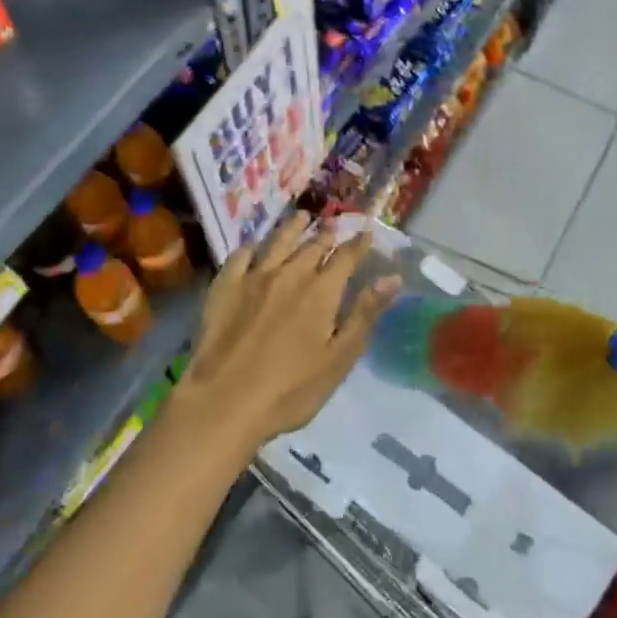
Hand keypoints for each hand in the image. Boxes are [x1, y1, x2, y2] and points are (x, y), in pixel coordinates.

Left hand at [171, 214, 397, 458]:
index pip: (346, 257)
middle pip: (312, 245)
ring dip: (293, 227)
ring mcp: (254, 276)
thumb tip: (392, 277)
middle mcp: (290, 273)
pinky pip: (241, 255)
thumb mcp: (339, 358)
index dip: (358, 244)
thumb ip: (365, 313)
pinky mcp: (225, 286)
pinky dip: (253, 246)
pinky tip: (255, 246)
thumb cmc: (291, 389)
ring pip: (278, 241)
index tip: (366, 233)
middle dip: (327, 233)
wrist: (224, 401)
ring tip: (302, 217)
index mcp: (322, 291)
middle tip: (334, 223)